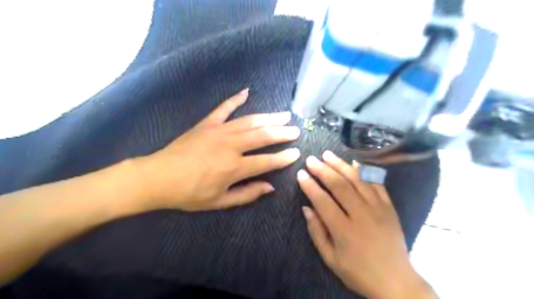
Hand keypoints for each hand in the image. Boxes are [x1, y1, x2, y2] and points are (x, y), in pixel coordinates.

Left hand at [136, 89, 299, 209]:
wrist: (158, 177)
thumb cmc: (189, 193)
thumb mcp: (219, 201)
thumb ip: (247, 194)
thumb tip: (270, 187)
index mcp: (235, 167)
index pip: (267, 161)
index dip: (284, 157)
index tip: (297, 152)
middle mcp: (231, 146)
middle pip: (263, 136)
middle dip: (282, 133)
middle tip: (295, 130)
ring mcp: (219, 131)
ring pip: (250, 121)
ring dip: (269, 117)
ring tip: (284, 114)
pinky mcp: (207, 123)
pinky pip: (224, 108)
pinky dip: (235, 99)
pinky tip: (246, 92)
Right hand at [294, 151, 435, 298]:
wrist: (396, 281)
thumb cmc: (358, 272)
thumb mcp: (330, 259)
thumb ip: (316, 232)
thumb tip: (306, 208)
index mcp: (344, 230)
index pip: (322, 201)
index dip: (309, 185)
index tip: (300, 174)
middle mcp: (361, 215)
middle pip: (339, 185)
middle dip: (322, 170)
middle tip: (311, 160)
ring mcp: (378, 208)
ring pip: (357, 180)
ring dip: (340, 165)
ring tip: (327, 155)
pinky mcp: (389, 207)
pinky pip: (376, 184)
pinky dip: (364, 171)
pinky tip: (354, 162)